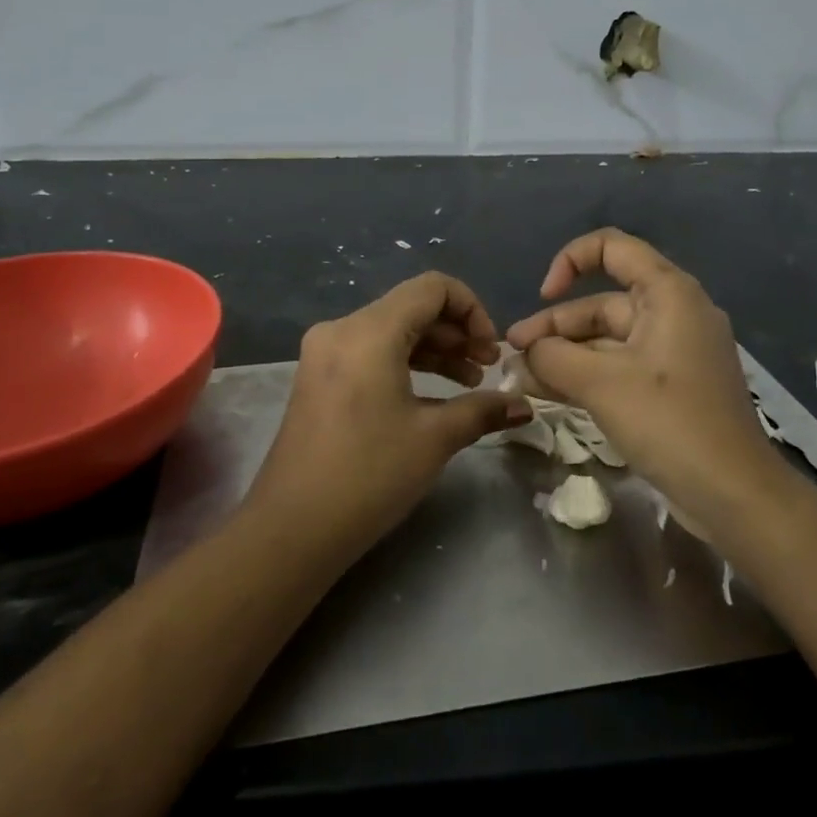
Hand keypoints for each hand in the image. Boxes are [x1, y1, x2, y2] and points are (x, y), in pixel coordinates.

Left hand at [246, 273, 531, 561]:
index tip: (491, 351)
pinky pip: (372, 351)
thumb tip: (524, 407)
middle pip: (412, 306)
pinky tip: (433, 394)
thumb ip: (483, 410)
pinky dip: (406, 362)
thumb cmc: (369, 475)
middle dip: (457, 332)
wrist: (292, 529)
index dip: (472, 309)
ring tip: (470, 382)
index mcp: (369, 330)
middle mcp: (343, 328)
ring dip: (434, 349)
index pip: (433, 287)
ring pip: (393, 329)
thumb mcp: (434, 439)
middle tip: (487, 368)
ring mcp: (326, 352)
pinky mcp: (319, 376)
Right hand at [504, 228, 777, 528]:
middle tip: (513, 354)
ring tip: (522, 377)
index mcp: (668, 293)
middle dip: (555, 326)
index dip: (570, 261)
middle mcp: (674, 312)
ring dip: (565, 355)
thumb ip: (551, 358)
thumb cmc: (670, 423)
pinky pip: (620, 367)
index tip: (543, 296)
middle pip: (602, 302)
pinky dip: (587, 375)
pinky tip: (550, 392)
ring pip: (607, 340)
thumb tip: (522, 354)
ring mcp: (674, 352)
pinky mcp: (671, 387)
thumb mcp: (601, 384)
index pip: (612, 247)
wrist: (736, 496)